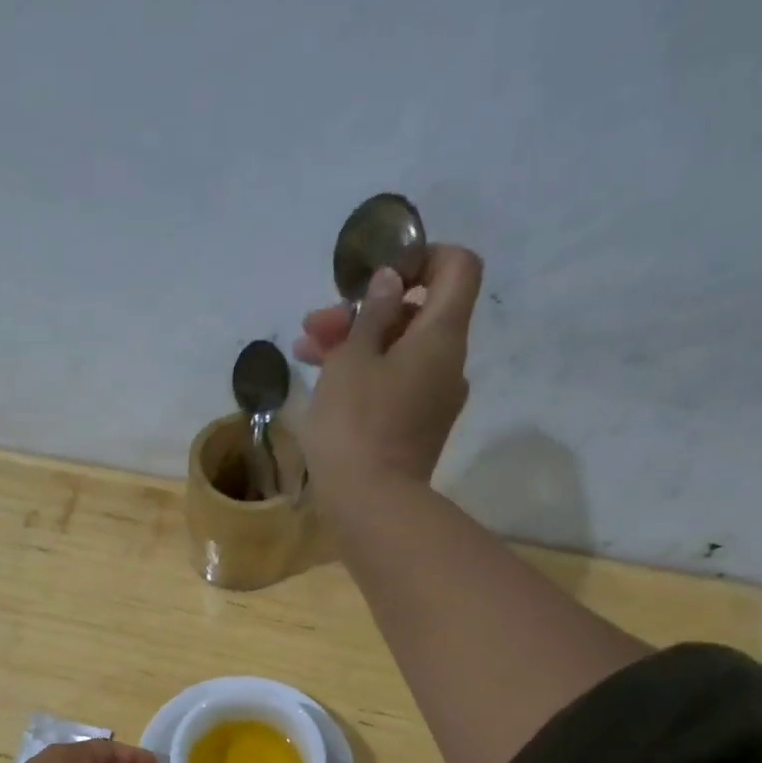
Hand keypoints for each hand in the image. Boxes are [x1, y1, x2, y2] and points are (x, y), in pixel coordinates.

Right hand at [292, 244, 484, 492]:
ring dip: (355, 343)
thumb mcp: (351, 360)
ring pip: (399, 351)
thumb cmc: (355, 425)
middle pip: (417, 313)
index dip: (421, 256)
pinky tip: (323, 382)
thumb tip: (391, 281)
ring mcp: (434, 399)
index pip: (457, 267)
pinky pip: (396, 384)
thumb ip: (372, 314)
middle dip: (366, 310)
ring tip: (304, 352)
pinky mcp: (416, 428)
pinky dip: (365, 374)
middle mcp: (448, 364)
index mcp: (441, 336)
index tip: (379, 274)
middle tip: (317, 322)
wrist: (370, 506)